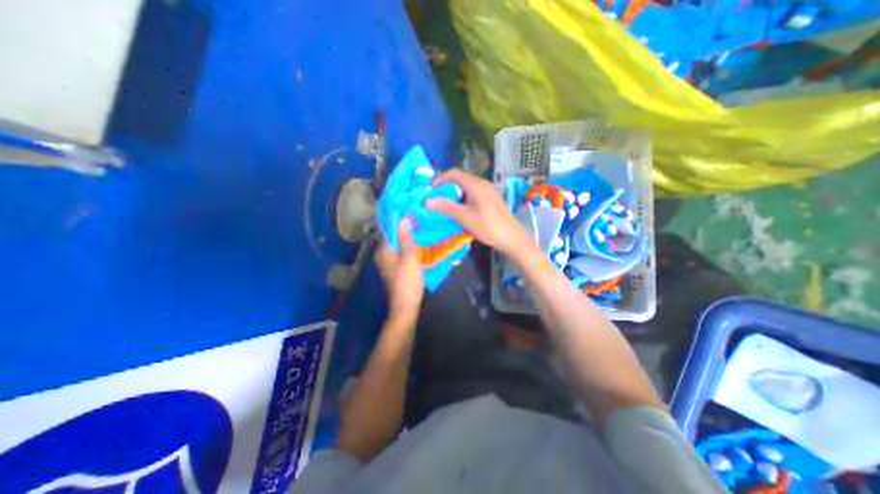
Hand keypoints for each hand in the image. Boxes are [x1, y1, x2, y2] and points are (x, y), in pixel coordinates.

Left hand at [372, 218, 423, 317]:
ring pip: (397, 243)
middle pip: (392, 236)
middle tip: (417, 216)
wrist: (406, 305)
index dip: (397, 218)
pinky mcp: (394, 267)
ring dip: (406, 235)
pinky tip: (418, 241)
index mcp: (383, 250)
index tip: (409, 209)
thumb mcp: (409, 257)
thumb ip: (406, 238)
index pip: (387, 228)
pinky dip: (407, 245)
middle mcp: (382, 254)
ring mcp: (388, 261)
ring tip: (419, 226)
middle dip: (403, 226)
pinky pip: (400, 251)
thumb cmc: (407, 281)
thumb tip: (403, 218)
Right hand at [424, 169, 529, 255]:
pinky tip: (460, 209)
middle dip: (445, 187)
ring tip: (444, 205)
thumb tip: (426, 201)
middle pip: (460, 178)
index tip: (429, 191)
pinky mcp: (491, 198)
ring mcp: (488, 190)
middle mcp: (482, 183)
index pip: (453, 173)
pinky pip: (472, 192)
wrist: (512, 238)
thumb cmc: (488, 227)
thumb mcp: (464, 217)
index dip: (439, 179)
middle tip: (435, 199)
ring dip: (454, 193)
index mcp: (475, 185)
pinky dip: (462, 197)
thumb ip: (446, 207)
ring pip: (466, 186)